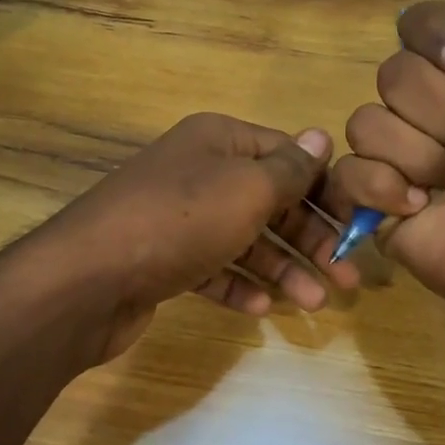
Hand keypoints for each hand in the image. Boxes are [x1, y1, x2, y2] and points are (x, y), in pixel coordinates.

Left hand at [21, 112, 357, 361]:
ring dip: (281, 268)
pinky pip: (212, 268)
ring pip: (244, 239)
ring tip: (314, 302)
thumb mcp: (247, 188)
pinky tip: (261, 307)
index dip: (324, 189)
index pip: (287, 155)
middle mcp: (199, 172)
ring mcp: (178, 217)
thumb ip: (289, 168)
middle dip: (309, 238)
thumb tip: (321, 136)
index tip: (356, 225)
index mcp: (219, 140)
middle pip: (269, 201)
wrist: (88, 278)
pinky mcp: (163, 259)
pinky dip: (238, 284)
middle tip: (347, 277)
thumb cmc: (181, 221)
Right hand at [326, 0, 444, 319]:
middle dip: (444, 114)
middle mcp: (425, 112)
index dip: (436, 41)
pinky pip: (348, 173)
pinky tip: (421, 210)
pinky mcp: (371, 202)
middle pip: (392, 76)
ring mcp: (395, 157)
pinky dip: (386, 190)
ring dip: (422, 157)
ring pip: (368, 123)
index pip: (415, 26)